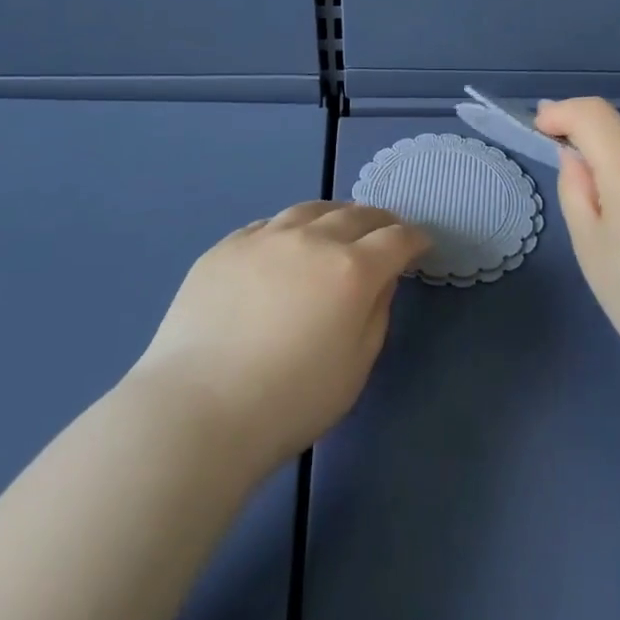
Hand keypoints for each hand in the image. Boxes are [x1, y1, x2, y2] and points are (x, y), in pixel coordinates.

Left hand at [132, 202, 429, 476]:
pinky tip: (287, 244)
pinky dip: (291, 228)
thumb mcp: (356, 367)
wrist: (197, 409)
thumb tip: (380, 279)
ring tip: (340, 225)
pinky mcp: (226, 247)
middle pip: (356, 215)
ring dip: (335, 215)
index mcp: (351, 270)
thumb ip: (377, 313)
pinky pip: (268, 225)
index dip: (415, 239)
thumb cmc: (289, 401)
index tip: (421, 245)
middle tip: (388, 231)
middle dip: (380, 221)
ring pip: (310, 210)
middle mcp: (311, 240)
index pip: (396, 239)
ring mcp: (264, 238)